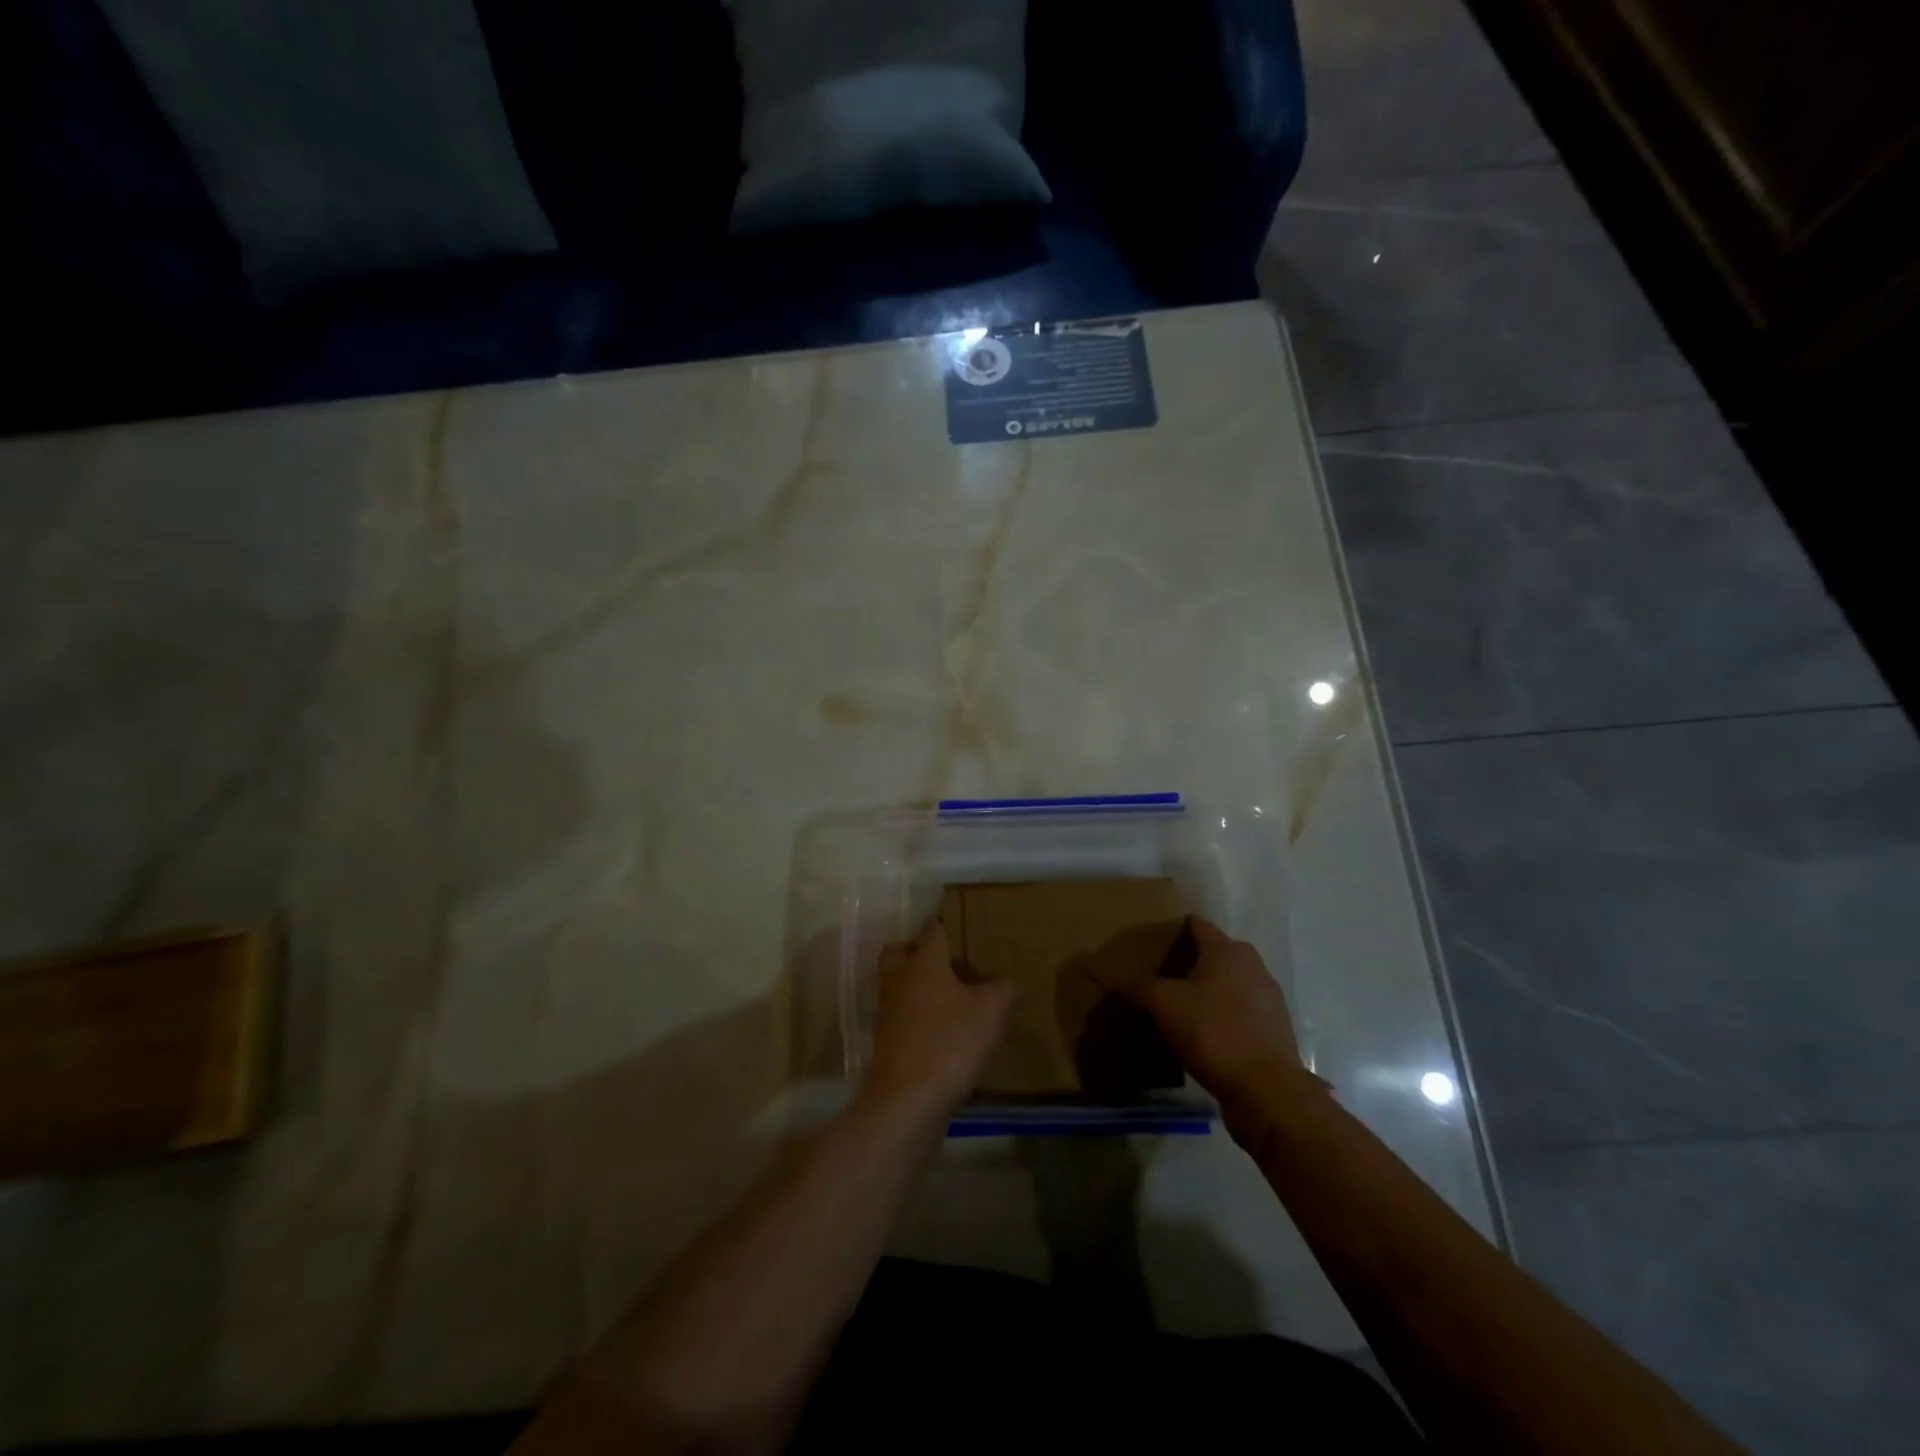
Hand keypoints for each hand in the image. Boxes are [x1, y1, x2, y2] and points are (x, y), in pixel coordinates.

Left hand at [865, 918, 1012, 1119]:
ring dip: (919, 988)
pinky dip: (918, 1019)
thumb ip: (1001, 989)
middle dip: (918, 952)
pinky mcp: (885, 1042)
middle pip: (900, 952)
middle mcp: (899, 979)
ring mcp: (887, 1011)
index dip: (946, 925)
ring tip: (952, 1002)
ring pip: (899, 985)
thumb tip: (1003, 981)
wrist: (906, 1100)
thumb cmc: (949, 1042)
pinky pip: (902, 1017)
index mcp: (924, 962)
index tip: (962, 927)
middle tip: (947, 964)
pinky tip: (944, 1035)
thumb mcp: (990, 1012)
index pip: (932, 929)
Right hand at [1117, 917, 1318, 1130]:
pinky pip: (1241, 1011)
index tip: (1156, 940)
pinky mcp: (1275, 1029)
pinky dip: (1223, 1015)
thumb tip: (1117, 983)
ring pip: (1230, 983)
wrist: (1267, 1091)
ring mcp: (1269, 998)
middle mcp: (1253, 966)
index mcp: (1228, 950)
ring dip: (1209, 990)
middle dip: (1191, 961)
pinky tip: (1206, 1033)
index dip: (1176, 929)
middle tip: (1163, 975)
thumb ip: (1139, 988)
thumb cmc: (1214, 1033)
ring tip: (1182, 1006)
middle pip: (1216, 954)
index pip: (1198, 925)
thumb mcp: (1164, 1005)